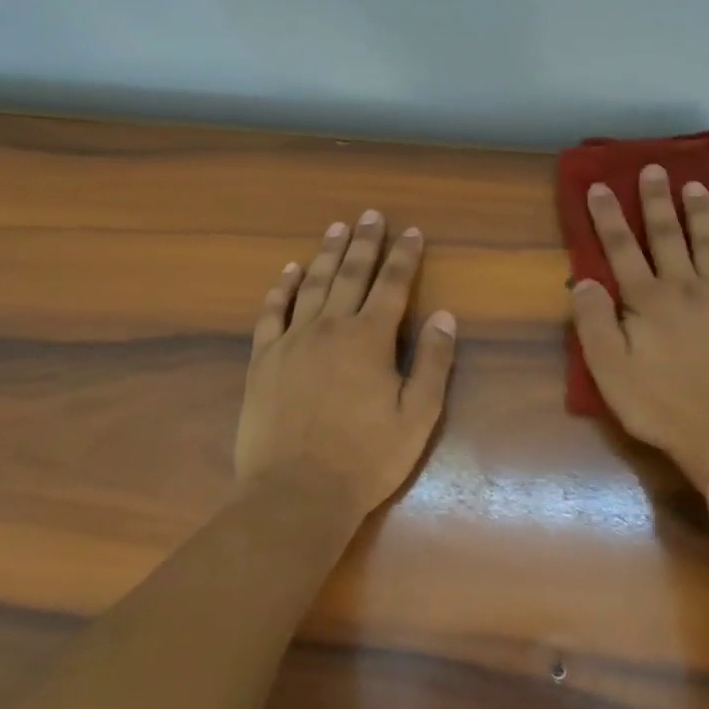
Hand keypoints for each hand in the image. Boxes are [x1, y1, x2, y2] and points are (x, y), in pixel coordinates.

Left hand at [234, 211, 457, 517]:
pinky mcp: (263, 360)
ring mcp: (292, 341)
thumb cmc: (366, 458)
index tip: (412, 231)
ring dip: (327, 254)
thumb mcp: (418, 415)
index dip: (405, 256)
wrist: (296, 493)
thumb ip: (434, 362)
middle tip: (371, 215)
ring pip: (312, 285)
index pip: (393, 285)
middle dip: (365, 243)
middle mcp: (331, 328)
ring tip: (336, 228)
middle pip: (351, 274)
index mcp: (371, 338)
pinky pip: (271, 313)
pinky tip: (288, 271)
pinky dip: (281, 289)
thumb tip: (445, 317)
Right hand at [570, 165, 708, 489]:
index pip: (621, 248)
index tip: (599, 186)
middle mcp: (685, 287)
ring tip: (694, 185)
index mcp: (647, 301)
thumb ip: (594, 323)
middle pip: (667, 234)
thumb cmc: (664, 407)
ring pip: (708, 241)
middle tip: (653, 168)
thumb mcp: (611, 373)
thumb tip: (583, 280)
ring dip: (699, 211)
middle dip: (656, 200)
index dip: (607, 216)